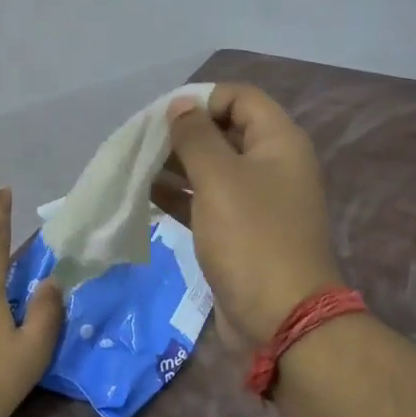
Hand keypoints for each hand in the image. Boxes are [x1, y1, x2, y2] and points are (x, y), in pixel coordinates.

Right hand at [166, 83, 344, 343]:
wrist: (280, 318)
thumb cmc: (251, 238)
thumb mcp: (219, 178)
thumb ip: (196, 136)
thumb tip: (181, 104)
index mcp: (279, 142)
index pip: (240, 98)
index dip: (202, 99)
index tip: (163, 116)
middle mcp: (272, 166)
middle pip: (224, 133)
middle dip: (183, 134)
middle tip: (141, 143)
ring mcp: (257, 202)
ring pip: (212, 170)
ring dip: (176, 166)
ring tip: (135, 167)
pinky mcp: (240, 234)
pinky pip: (207, 203)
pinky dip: (180, 197)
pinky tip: (146, 195)